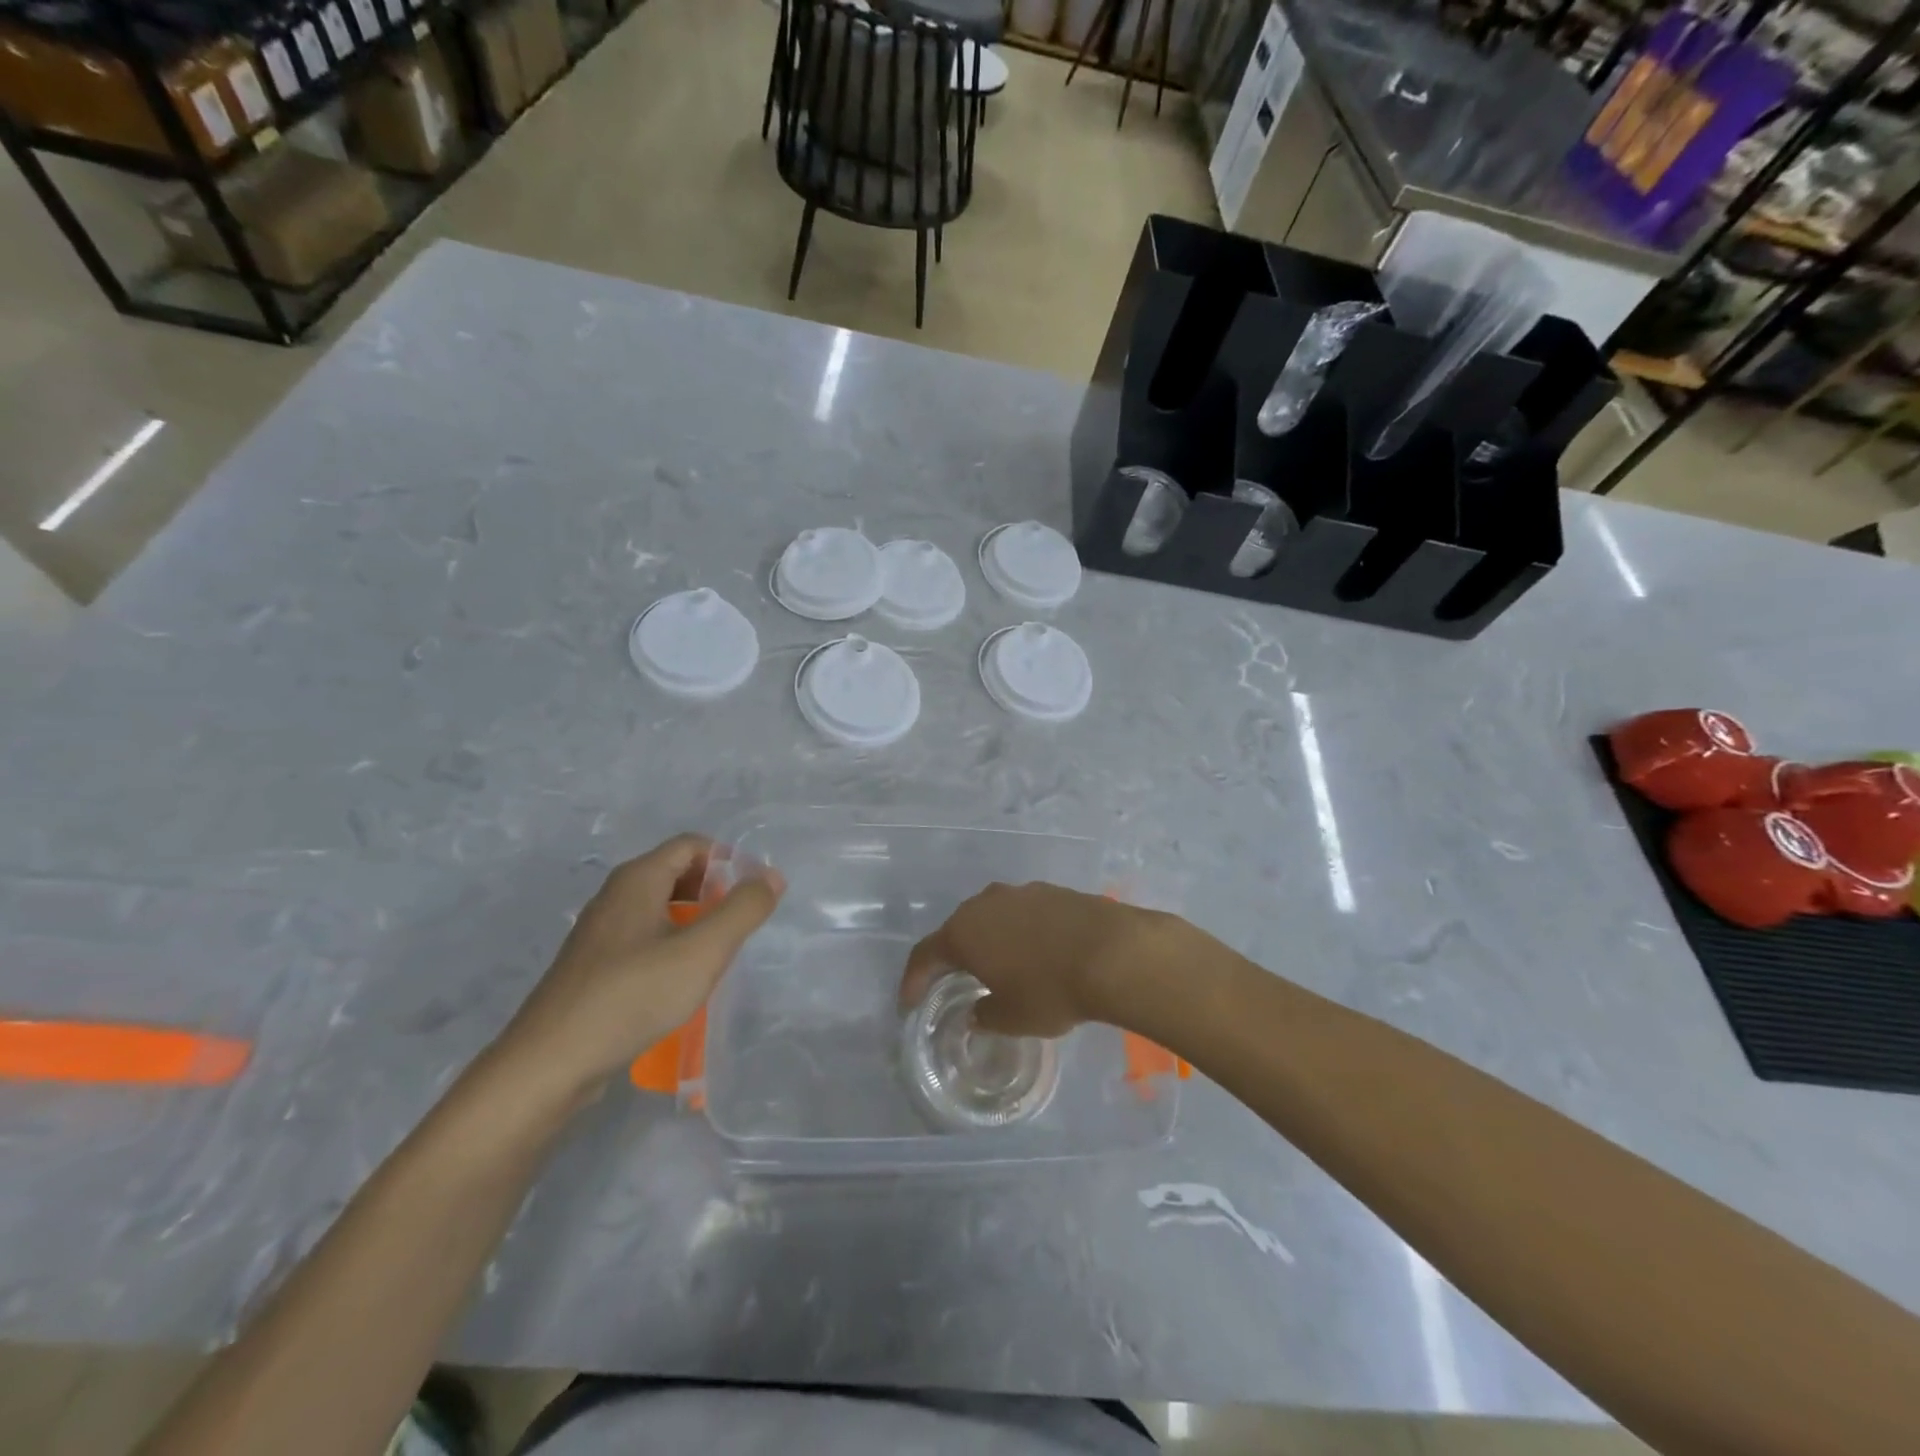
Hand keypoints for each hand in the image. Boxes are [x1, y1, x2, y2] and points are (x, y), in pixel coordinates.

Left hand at [493, 835, 782, 1101]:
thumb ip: (742, 909)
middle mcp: (615, 896)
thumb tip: (772, 876)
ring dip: (695, 919)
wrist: (550, 1064)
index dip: (729, 860)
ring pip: (659, 907)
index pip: (692, 845)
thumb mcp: (702, 951)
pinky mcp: (593, 967)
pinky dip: (671, 944)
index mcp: (637, 880)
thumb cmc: (632, 995)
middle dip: (714, 889)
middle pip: (675, 872)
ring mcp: (600, 933)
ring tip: (718, 951)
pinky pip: (643, 937)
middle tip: (740, 923)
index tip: (754, 894)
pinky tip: (682, 980)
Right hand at [899, 882, 1165, 1037]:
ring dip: (991, 941)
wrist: (1113, 952)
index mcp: (964, 933)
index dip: (913, 981)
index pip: (924, 955)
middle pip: (958, 929)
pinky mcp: (1052, 891)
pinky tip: (1039, 954)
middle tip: (956, 983)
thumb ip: (985, 1015)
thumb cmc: (1050, 990)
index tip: (909, 1003)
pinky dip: (1021, 933)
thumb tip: (976, 1012)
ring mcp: (1020, 892)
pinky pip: (1024, 914)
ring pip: (993, 918)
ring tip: (1001, 967)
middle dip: (954, 957)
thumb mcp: (1011, 1018)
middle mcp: (985, 904)